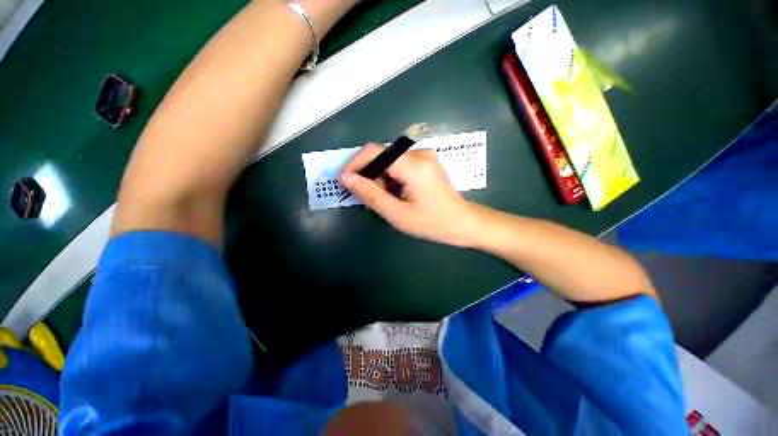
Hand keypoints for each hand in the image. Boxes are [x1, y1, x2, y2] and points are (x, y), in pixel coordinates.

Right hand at [340, 144, 480, 246]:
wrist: (463, 223)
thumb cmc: (433, 223)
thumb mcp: (398, 214)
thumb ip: (371, 195)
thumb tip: (347, 179)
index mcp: (414, 165)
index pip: (374, 152)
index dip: (355, 164)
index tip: (345, 182)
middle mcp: (419, 154)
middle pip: (381, 156)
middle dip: (368, 176)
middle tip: (365, 199)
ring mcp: (424, 157)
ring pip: (389, 162)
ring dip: (379, 180)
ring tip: (380, 202)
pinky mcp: (426, 163)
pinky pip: (400, 166)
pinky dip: (390, 179)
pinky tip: (393, 196)